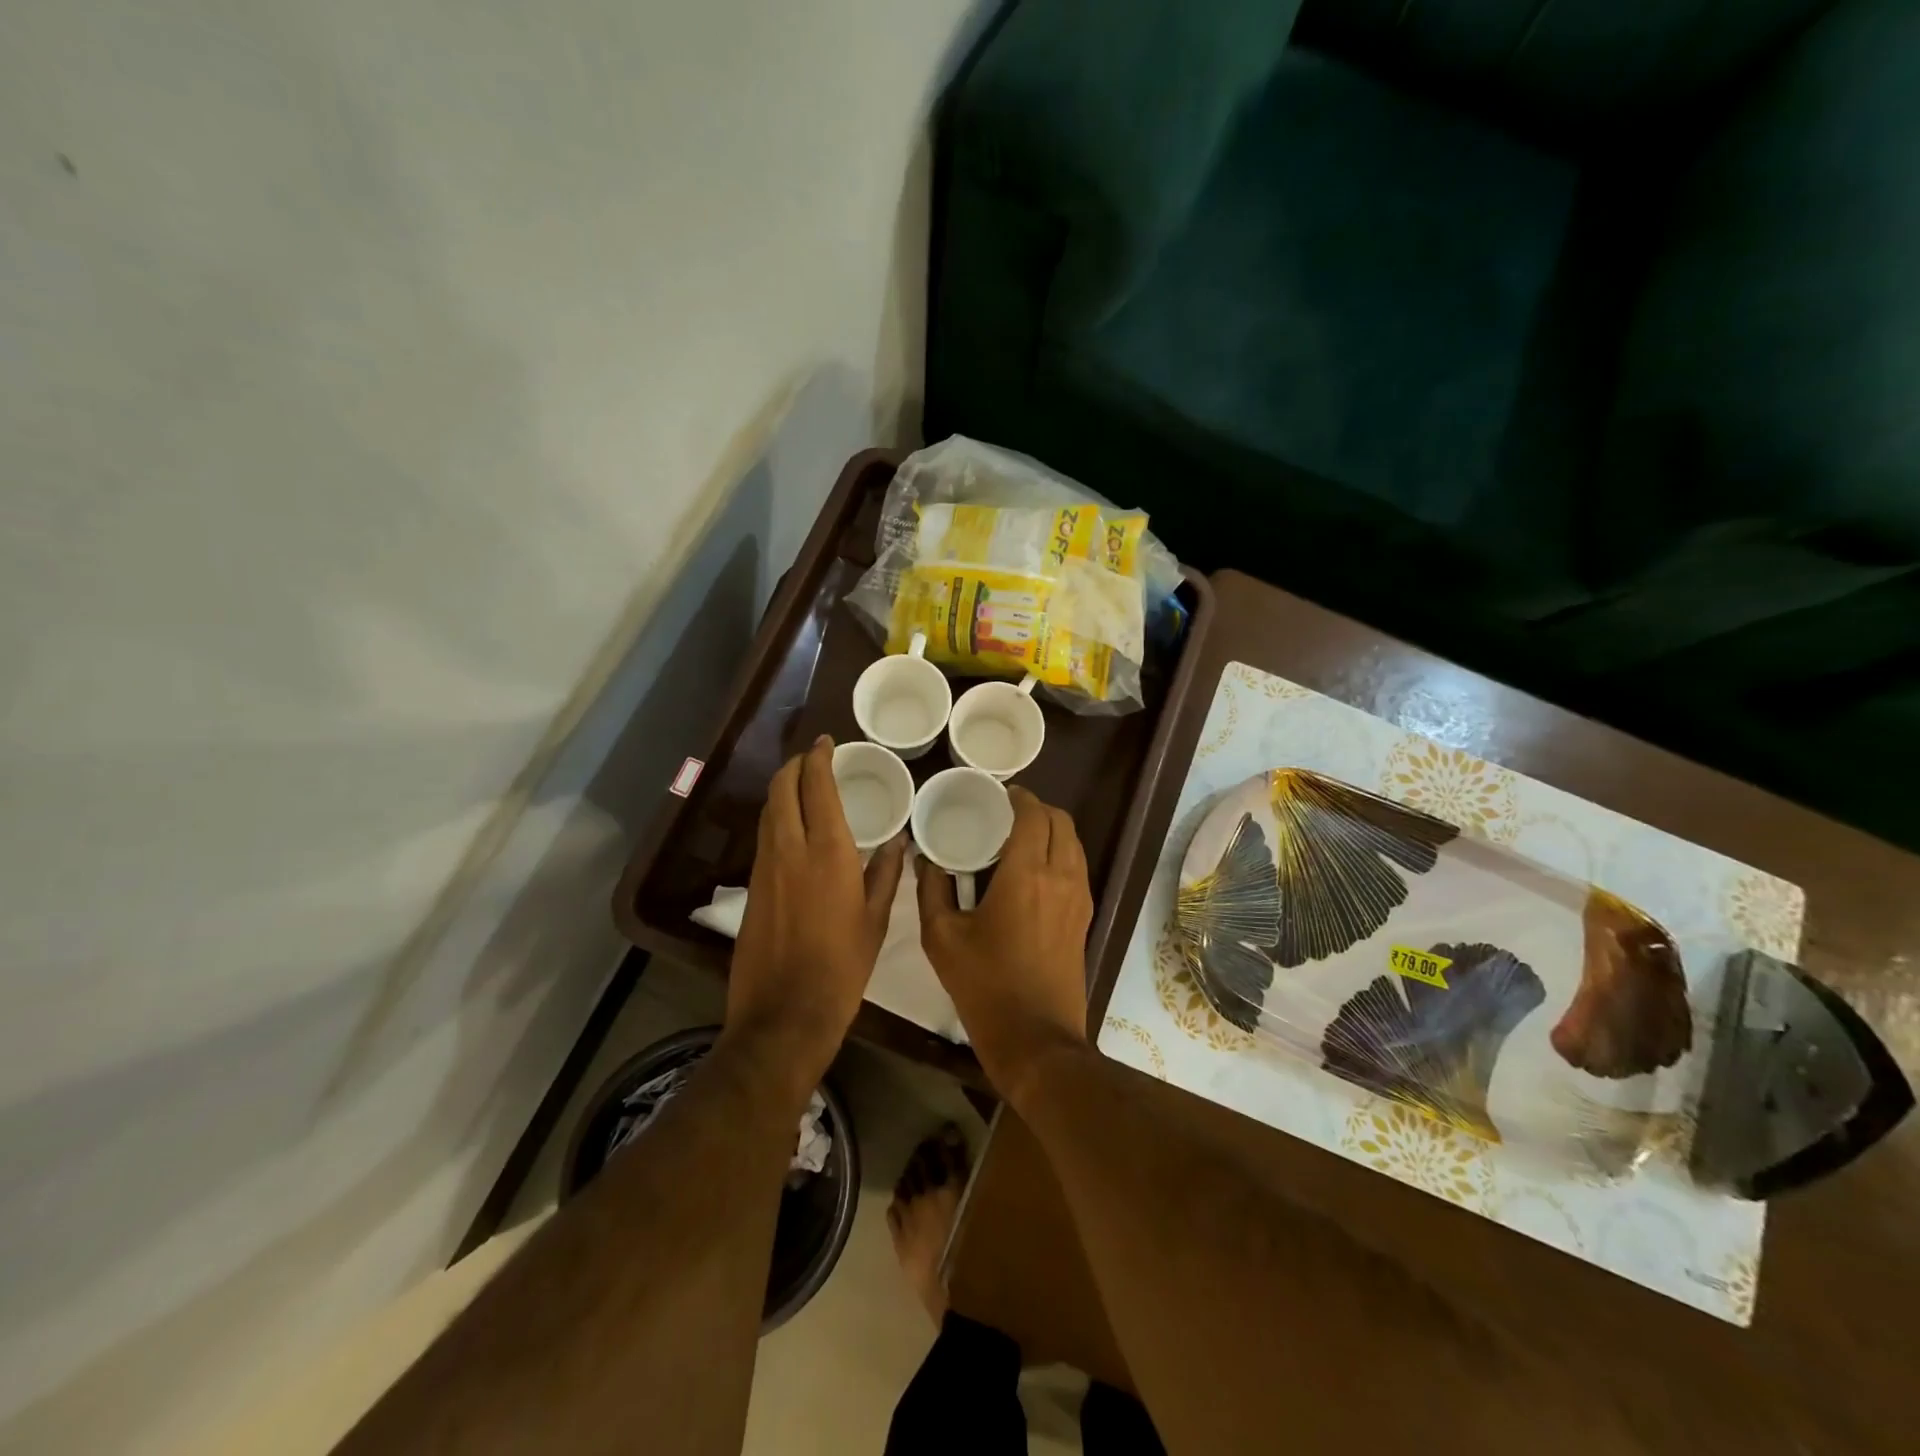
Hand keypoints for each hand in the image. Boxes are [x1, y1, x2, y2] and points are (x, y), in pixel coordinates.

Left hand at [728, 736, 905, 1087]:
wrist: (784, 1013)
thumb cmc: (842, 967)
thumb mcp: (876, 920)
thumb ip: (886, 874)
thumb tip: (896, 842)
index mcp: (828, 852)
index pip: (816, 786)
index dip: (819, 758)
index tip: (828, 743)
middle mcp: (790, 849)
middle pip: (781, 788)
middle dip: (795, 765)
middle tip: (814, 758)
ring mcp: (765, 867)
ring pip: (768, 811)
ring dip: (783, 789)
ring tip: (804, 785)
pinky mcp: (752, 886)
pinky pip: (764, 836)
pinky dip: (777, 817)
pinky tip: (794, 828)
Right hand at [916, 786, 1092, 1098]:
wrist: (1036, 1039)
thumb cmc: (985, 986)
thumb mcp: (942, 938)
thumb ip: (931, 889)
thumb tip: (925, 858)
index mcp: (1026, 874)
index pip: (1033, 814)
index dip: (1018, 797)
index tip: (998, 794)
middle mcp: (1061, 876)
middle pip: (1061, 821)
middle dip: (1037, 808)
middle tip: (1006, 813)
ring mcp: (1079, 898)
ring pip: (1074, 843)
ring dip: (1051, 829)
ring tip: (1019, 837)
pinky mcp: (1084, 917)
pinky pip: (1077, 867)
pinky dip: (1060, 853)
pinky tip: (1032, 870)